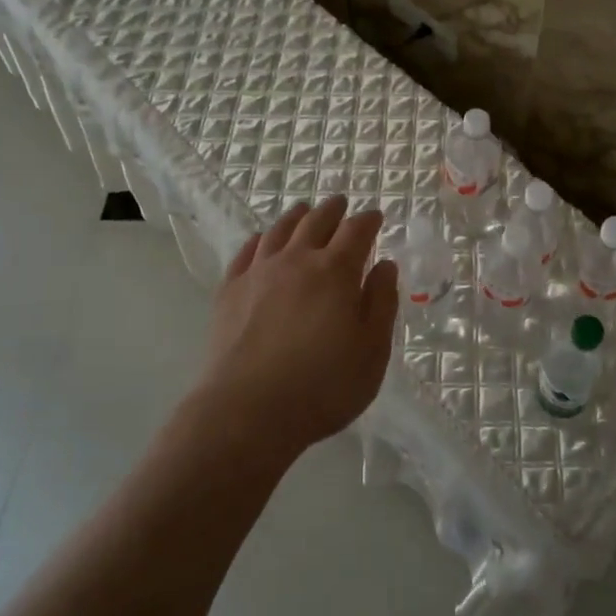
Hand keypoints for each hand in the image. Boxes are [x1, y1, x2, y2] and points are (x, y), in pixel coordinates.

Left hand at [197, 197, 399, 461]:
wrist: (246, 411)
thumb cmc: (322, 386)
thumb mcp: (372, 351)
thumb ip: (382, 303)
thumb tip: (385, 264)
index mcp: (336, 271)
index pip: (357, 231)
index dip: (369, 220)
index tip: (376, 216)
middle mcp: (297, 260)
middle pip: (317, 221)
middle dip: (333, 209)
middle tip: (341, 204)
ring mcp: (259, 272)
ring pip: (280, 230)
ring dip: (297, 216)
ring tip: (304, 211)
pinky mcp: (230, 291)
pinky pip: (246, 251)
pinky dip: (260, 238)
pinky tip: (262, 240)